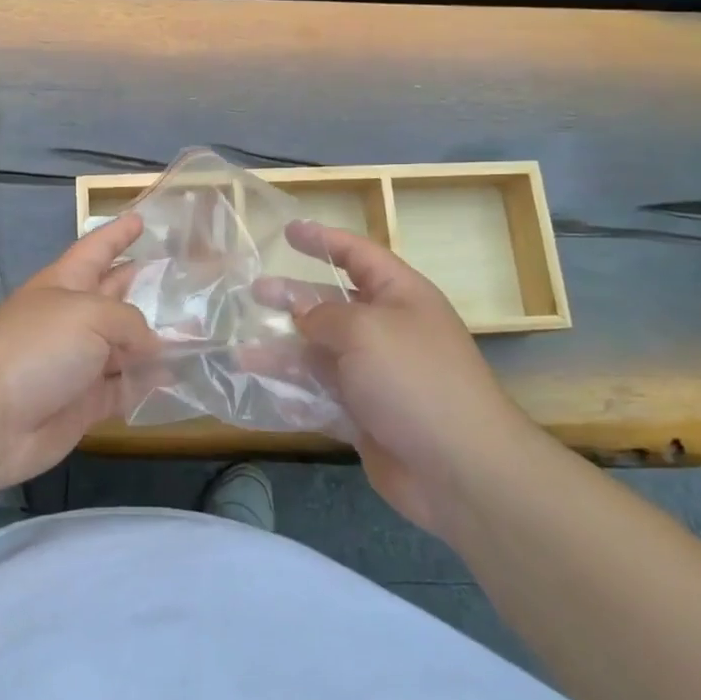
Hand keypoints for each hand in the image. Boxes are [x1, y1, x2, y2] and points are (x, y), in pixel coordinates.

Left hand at [0, 214, 157, 489]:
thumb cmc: (37, 347)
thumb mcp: (89, 315)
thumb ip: (130, 322)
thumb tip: (152, 345)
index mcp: (65, 283)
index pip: (97, 249)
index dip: (118, 233)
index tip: (142, 218)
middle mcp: (73, 318)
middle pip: (115, 295)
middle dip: (144, 284)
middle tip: (184, 277)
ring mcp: (78, 361)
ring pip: (126, 345)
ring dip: (157, 339)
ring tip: (199, 331)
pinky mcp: (85, 402)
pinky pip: (125, 387)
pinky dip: (148, 383)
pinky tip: (179, 377)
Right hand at [260, 222, 548, 537]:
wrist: (458, 468)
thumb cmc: (413, 379)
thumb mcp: (364, 330)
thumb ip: (323, 315)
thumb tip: (303, 317)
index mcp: (400, 296)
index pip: (358, 254)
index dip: (323, 240)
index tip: (288, 230)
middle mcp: (387, 330)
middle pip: (331, 303)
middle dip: (292, 296)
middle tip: (254, 291)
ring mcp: (374, 375)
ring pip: (318, 352)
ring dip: (282, 349)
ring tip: (242, 349)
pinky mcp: (363, 415)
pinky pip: (319, 395)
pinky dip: (292, 392)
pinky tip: (261, 389)